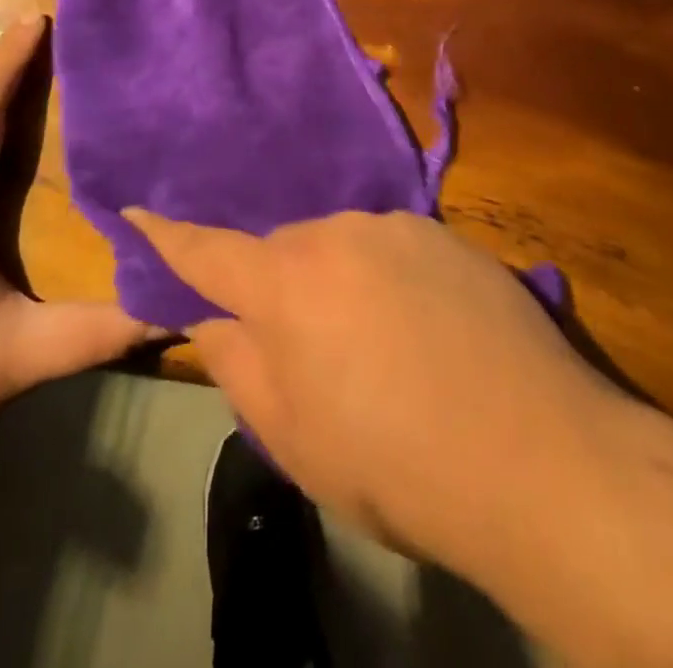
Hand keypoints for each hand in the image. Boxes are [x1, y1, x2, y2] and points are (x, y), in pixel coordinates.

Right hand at [124, 208, 607, 565]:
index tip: (136, 210)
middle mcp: (338, 233)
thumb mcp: (294, 437)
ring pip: (342, 247)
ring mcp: (399, 227)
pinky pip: (393, 249)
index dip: (167, 235)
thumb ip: (240, 364)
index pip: (208, 250)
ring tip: (381, 347)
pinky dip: (389, 280)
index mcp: (287, 283)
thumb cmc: (394, 462)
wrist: (535, 456)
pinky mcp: (449, 234)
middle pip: (284, 251)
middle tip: (310, 349)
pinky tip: (426, 332)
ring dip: (340, 283)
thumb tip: (214, 317)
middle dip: (281, 288)